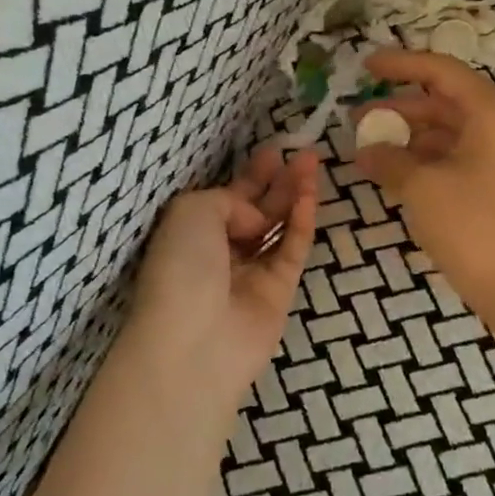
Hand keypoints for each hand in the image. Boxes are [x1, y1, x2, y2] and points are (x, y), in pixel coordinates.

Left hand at [128, 145, 319, 400]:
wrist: (193, 343)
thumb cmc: (181, 268)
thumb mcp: (192, 211)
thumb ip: (229, 200)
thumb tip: (256, 221)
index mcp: (192, 232)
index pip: (227, 198)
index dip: (251, 176)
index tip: (274, 152)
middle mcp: (221, 251)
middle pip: (257, 210)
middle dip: (279, 181)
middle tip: (305, 154)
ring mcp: (251, 273)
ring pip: (278, 227)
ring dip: (295, 196)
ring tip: (313, 164)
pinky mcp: (278, 293)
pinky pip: (292, 250)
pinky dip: (301, 223)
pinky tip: (310, 197)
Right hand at [353, 49, 494, 317]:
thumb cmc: (474, 228)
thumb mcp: (422, 187)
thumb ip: (388, 159)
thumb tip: (366, 151)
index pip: (443, 72)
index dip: (401, 65)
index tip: (365, 66)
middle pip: (448, 103)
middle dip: (400, 110)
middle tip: (358, 120)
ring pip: (455, 134)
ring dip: (413, 139)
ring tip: (373, 152)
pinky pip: (466, 159)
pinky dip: (432, 161)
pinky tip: (401, 176)